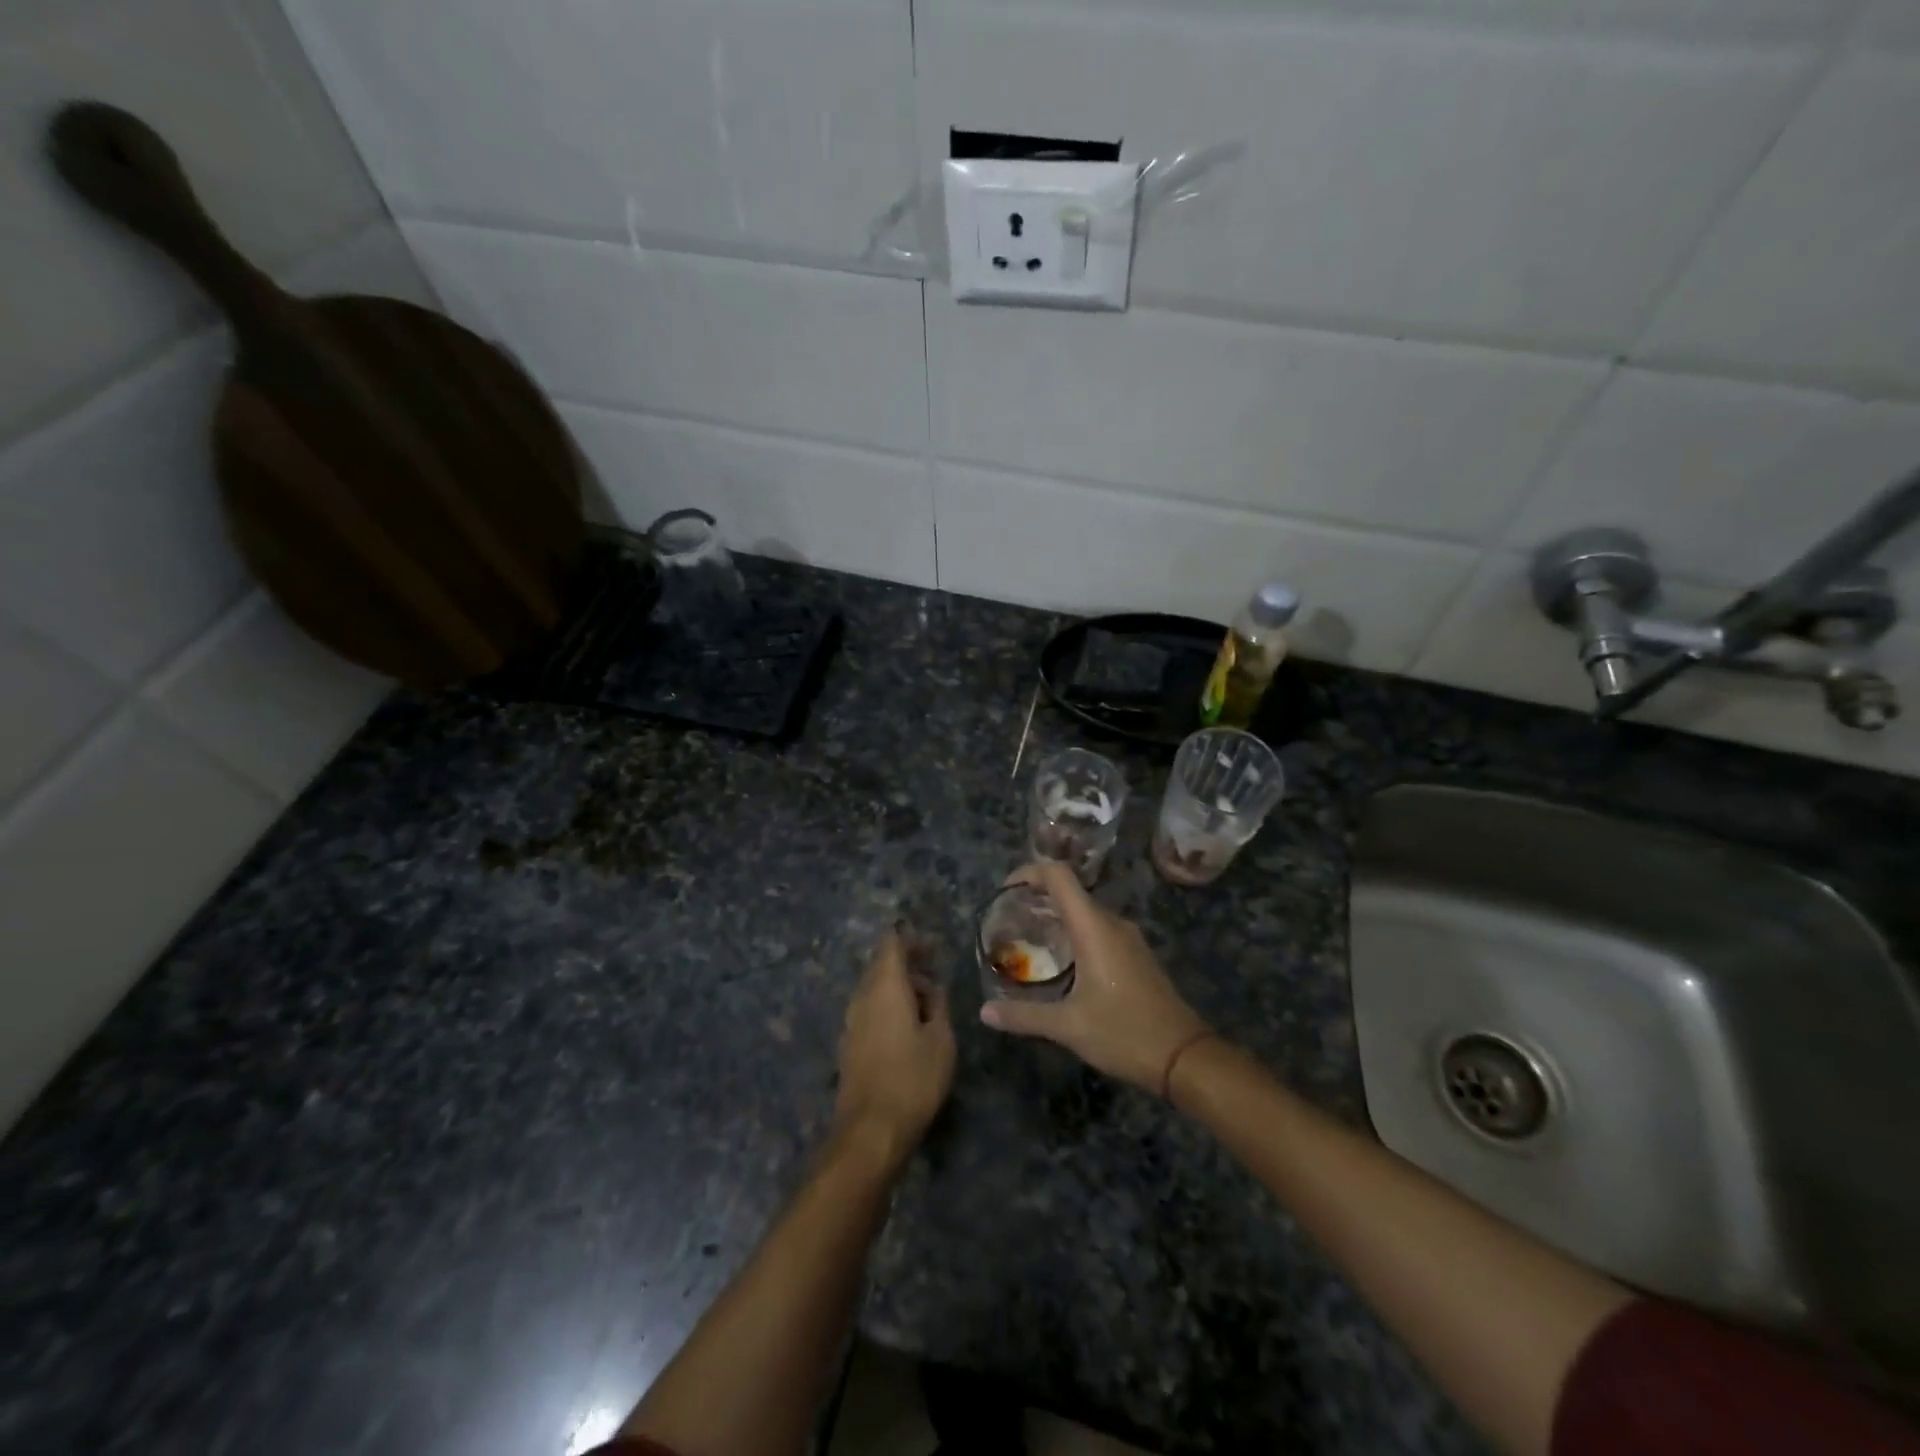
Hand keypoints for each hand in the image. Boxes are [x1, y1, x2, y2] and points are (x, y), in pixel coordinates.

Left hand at [834, 929, 955, 1163]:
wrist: (870, 1131)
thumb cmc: (913, 1080)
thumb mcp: (941, 1040)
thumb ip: (938, 1005)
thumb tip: (932, 988)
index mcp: (885, 986)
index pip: (892, 944)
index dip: (912, 940)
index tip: (934, 947)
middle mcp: (862, 996)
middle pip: (881, 965)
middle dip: (907, 963)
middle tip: (934, 972)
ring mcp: (851, 1021)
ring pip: (874, 988)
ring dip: (898, 986)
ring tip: (927, 1002)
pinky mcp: (849, 1043)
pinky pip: (869, 1009)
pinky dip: (888, 1006)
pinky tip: (908, 1025)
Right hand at [980, 862, 1211, 1093]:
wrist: (1185, 1056)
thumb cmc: (1124, 1033)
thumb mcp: (1068, 1027)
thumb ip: (1023, 1016)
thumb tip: (984, 1012)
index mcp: (1093, 928)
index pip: (1059, 876)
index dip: (1030, 872)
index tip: (1006, 891)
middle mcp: (1112, 923)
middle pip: (1070, 891)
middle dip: (1037, 898)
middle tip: (1009, 921)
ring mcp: (1128, 938)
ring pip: (1085, 911)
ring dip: (1056, 917)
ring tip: (1028, 940)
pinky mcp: (1135, 954)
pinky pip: (1098, 929)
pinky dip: (1074, 932)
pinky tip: (1061, 962)